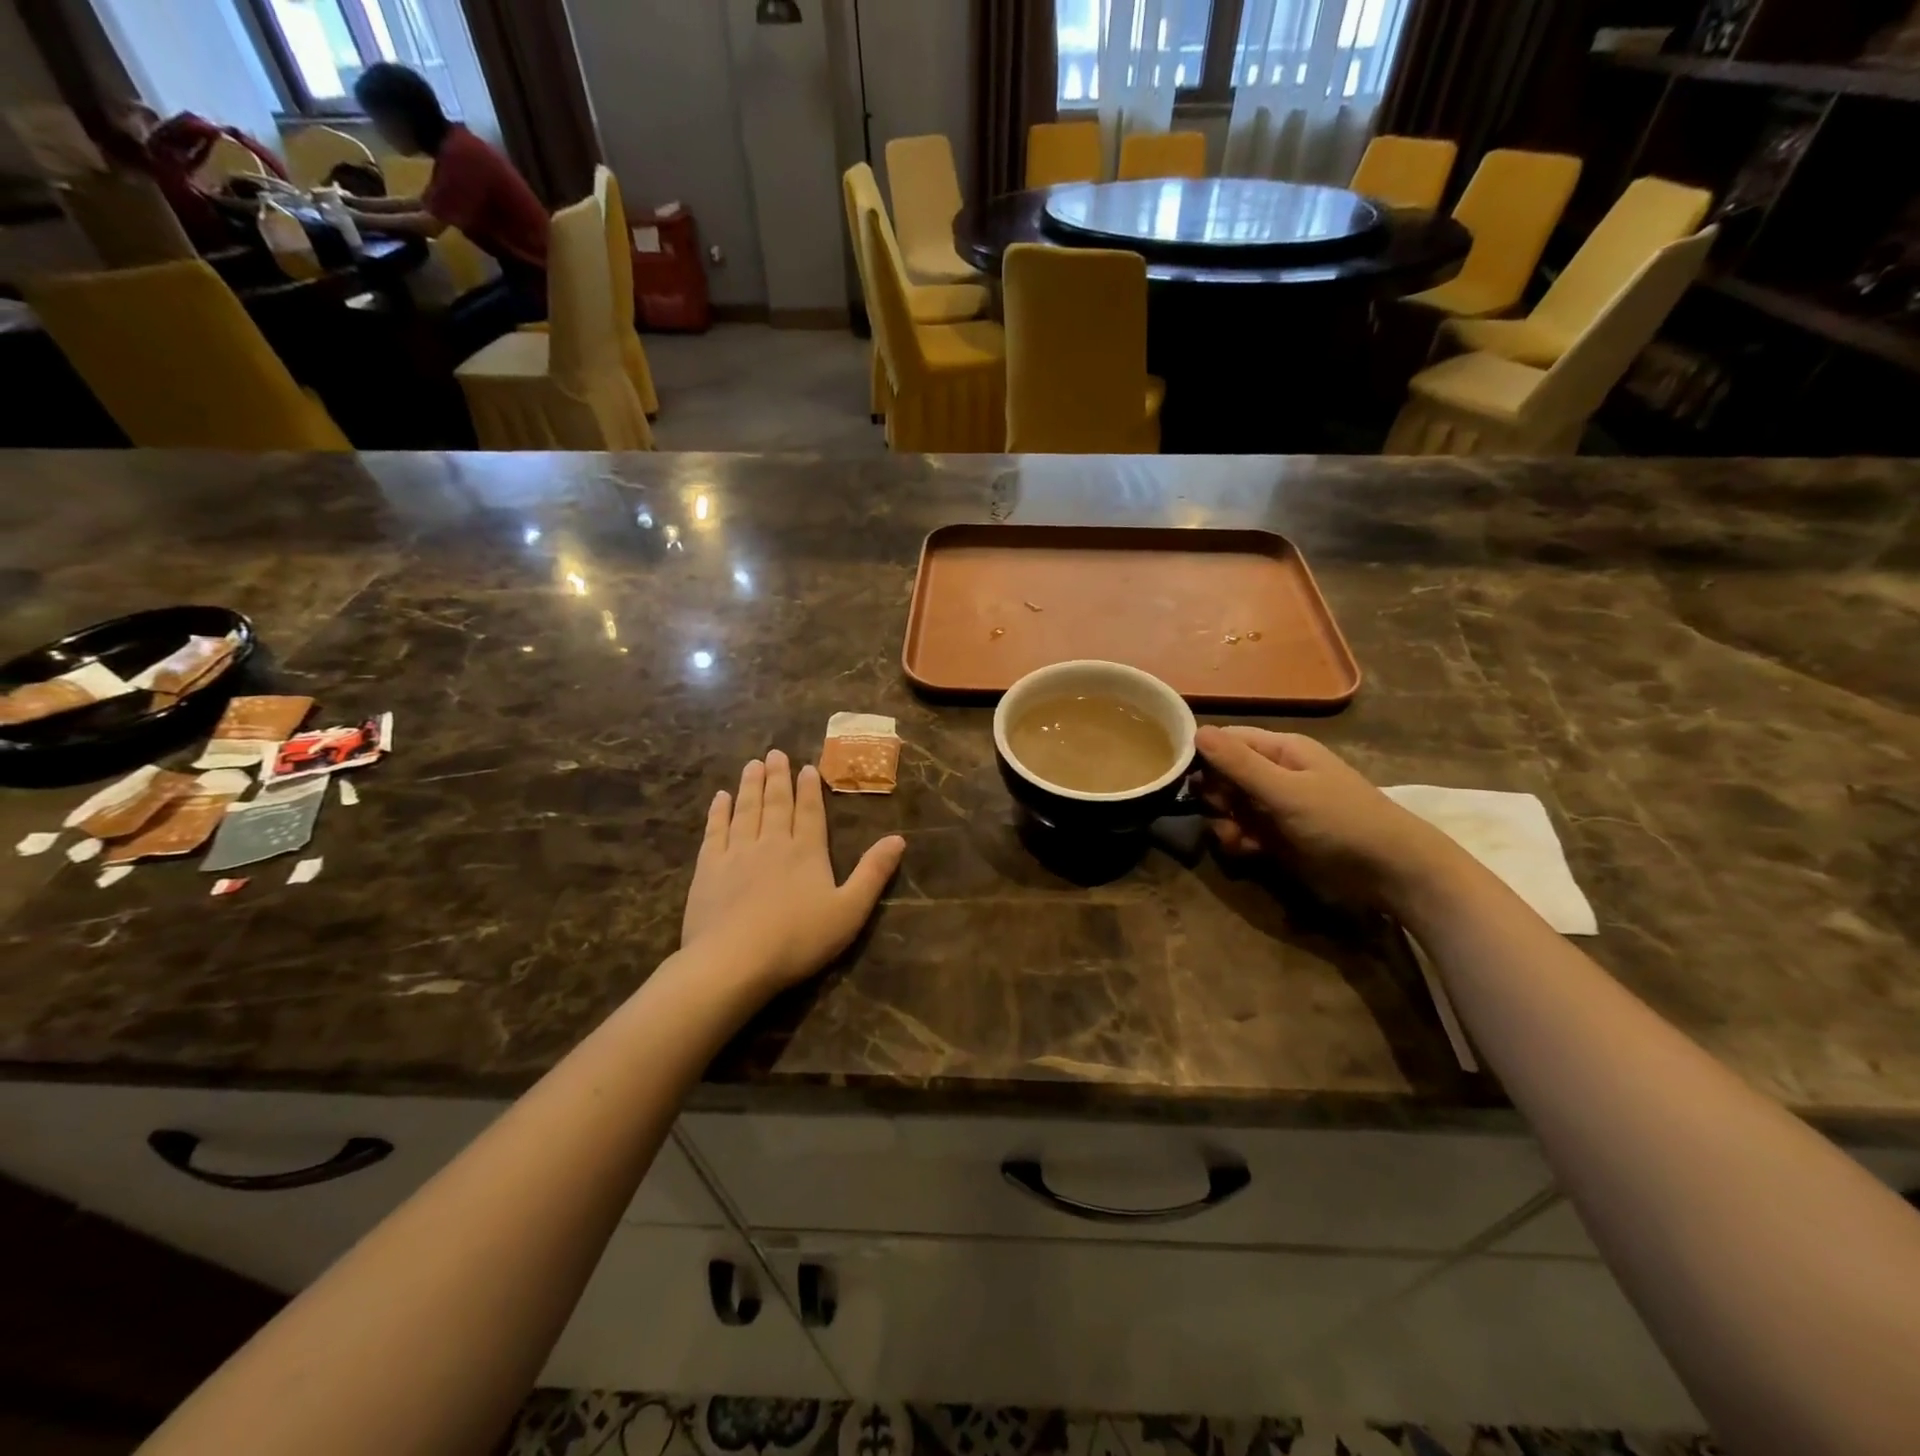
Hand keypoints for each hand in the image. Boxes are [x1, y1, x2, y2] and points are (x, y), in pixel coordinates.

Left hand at [681, 750, 905, 993]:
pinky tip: (720, 798)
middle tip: (775, 753)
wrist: (733, 961)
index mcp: (807, 852)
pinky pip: (714, 830)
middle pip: (776, 803)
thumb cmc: (798, 939)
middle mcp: (772, 843)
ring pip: (746, 810)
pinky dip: (719, 812)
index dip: (809, 788)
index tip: (806, 767)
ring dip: (750, 786)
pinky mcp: (708, 868)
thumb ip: (873, 873)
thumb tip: (899, 838)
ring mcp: (736, 853)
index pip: (810, 811)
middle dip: (778, 777)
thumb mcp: (850, 911)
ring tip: (752, 765)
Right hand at [1194, 726, 1461, 911]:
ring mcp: (1276, 807)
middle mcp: (1276, 774)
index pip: (1227, 740)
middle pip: (1224, 775)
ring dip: (1223, 822)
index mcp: (1281, 750)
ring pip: (1230, 807)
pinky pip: (1243, 832)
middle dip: (1214, 795)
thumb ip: (1239, 764)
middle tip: (1220, 811)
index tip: (1179, 776)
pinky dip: (1238, 841)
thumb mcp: (1286, 791)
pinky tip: (1246, 851)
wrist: (1392, 873)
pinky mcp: (1278, 837)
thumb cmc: (1341, 820)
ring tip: (1235, 838)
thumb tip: (1195, 731)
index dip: (1202, 755)